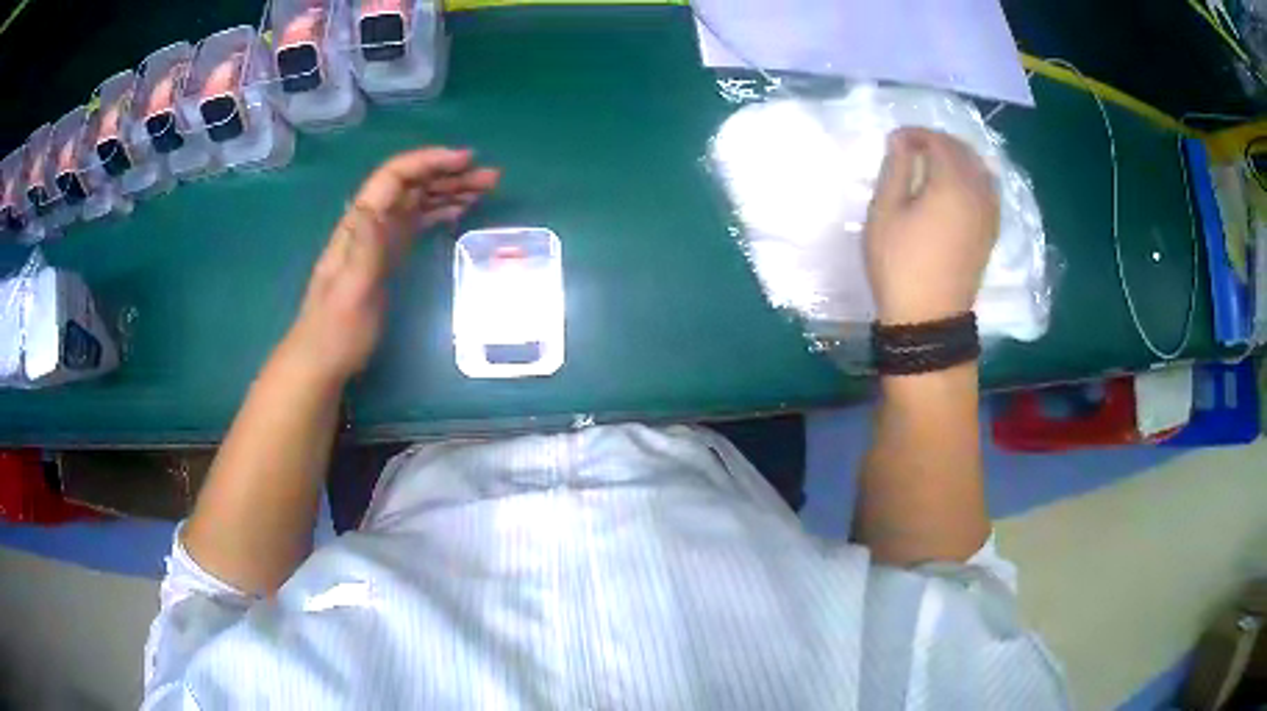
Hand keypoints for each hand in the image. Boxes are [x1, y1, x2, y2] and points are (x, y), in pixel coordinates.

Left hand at [281, 147, 500, 384]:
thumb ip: (363, 249)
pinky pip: (417, 224)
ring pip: (417, 202)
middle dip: (449, 174)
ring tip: (485, 190)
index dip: (429, 161)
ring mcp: (379, 241)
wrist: (322, 362)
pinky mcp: (387, 258)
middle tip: (491, 178)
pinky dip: (440, 212)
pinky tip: (460, 212)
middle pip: (411, 185)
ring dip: (449, 191)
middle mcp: (370, 224)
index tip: (467, 161)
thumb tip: (374, 207)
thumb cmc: (336, 332)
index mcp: (359, 225)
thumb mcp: (349, 293)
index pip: (395, 176)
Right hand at [864, 128, 999, 324]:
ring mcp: (989, 213)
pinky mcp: (991, 231)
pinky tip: (957, 187)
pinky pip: (988, 191)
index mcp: (951, 183)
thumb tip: (901, 140)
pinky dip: (973, 178)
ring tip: (934, 165)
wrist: (929, 318)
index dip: (916, 134)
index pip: (938, 142)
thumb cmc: (900, 263)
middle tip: (912, 149)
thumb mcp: (885, 212)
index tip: (895, 140)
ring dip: (958, 159)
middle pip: (964, 152)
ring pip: (980, 169)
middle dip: (939, 142)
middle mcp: (977, 192)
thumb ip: (895, 169)